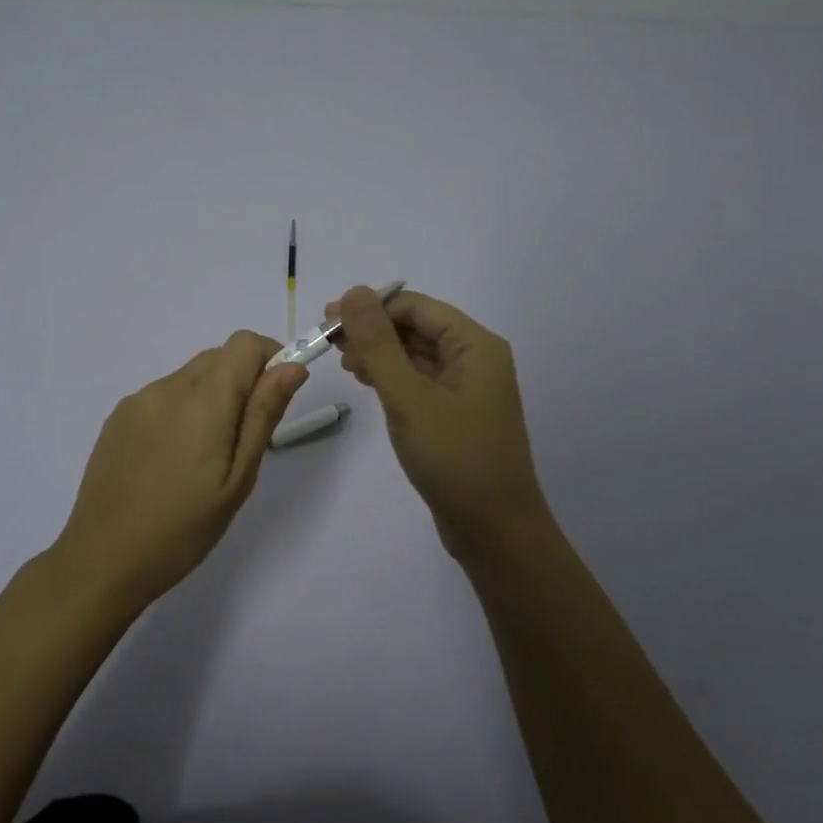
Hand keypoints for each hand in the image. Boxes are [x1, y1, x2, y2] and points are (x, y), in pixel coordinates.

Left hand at [53, 330, 310, 606]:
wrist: (103, 559)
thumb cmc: (184, 527)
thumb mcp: (238, 478)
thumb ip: (264, 414)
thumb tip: (293, 367)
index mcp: (203, 399)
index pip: (245, 344)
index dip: (269, 359)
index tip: (274, 397)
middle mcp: (168, 387)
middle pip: (217, 357)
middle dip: (241, 382)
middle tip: (241, 440)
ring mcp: (137, 400)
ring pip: (189, 377)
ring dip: (209, 397)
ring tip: (202, 457)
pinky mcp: (117, 417)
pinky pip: (162, 396)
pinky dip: (180, 410)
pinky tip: (171, 459)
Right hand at [328, 286, 551, 562]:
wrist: (494, 530)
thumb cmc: (454, 458)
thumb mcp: (409, 397)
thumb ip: (378, 344)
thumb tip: (353, 292)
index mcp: (475, 345)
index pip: (415, 307)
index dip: (371, 307)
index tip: (327, 320)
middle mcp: (475, 359)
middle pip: (416, 327)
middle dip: (372, 330)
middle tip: (327, 342)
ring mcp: (467, 388)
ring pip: (415, 354)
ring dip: (379, 353)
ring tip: (342, 362)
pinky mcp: (455, 413)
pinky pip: (419, 380)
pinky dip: (391, 376)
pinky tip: (366, 381)